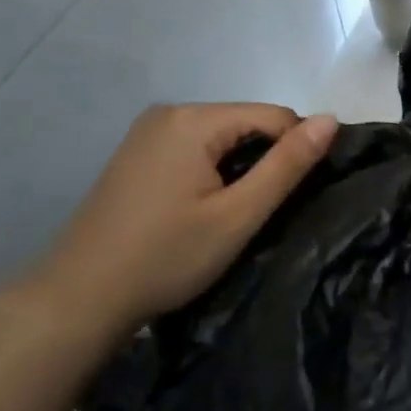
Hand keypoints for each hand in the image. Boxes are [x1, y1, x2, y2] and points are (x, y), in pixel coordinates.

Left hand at [20, 103, 338, 341]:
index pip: (274, 116)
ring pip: (221, 137)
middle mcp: (169, 112)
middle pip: (245, 123)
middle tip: (261, 213)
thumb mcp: (238, 215)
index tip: (298, 197)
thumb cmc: (166, 257)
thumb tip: (331, 119)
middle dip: (264, 161)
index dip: (296, 152)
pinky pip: (194, 148)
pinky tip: (202, 209)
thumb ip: (287, 165)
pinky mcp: (136, 153)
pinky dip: (212, 171)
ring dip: (239, 168)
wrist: (79, 298)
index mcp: (194, 119)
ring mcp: (147, 132)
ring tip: (233, 215)